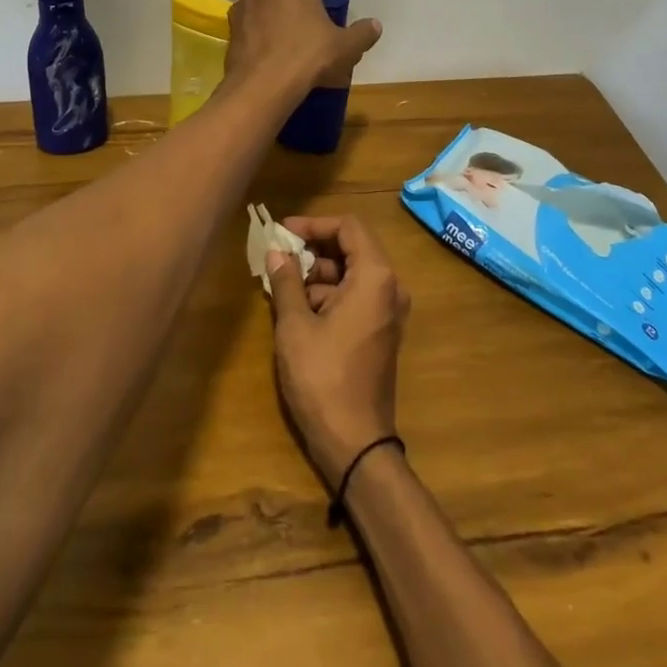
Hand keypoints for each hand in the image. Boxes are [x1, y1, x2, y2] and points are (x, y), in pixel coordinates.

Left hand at [224, 0, 382, 100]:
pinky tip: (275, 54)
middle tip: (314, 17)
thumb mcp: (345, 47)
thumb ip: (362, 33)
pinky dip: (262, 29)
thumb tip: (374, 26)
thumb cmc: (306, 56)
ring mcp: (241, 6)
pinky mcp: (231, 30)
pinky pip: (250, 21)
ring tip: (294, 38)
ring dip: (278, 10)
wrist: (260, 89)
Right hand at [266, 215, 410, 485]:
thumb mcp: (295, 326)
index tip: (283, 232)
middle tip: (279, 257)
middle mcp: (390, 288)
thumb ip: (286, 281)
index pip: (348, 227)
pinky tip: (298, 309)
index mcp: (375, 277)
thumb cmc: (323, 377)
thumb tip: (276, 251)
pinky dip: (330, 295)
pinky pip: (357, 297)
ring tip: (282, 286)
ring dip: (318, 274)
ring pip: (352, 274)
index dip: (315, 224)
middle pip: (352, 248)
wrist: (355, 442)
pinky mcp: (382, 332)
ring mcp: (389, 312)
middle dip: (314, 249)